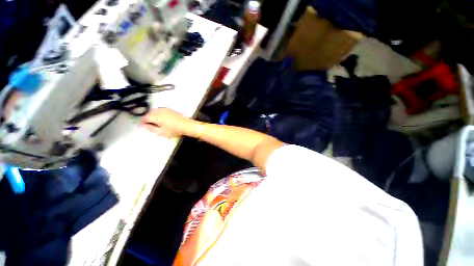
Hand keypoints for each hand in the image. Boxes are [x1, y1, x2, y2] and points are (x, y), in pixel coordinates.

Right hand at [142, 108, 192, 137]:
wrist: (186, 125)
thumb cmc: (174, 130)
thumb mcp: (160, 132)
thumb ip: (151, 128)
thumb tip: (145, 125)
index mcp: (155, 116)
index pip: (144, 118)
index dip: (142, 122)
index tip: (142, 125)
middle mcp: (159, 111)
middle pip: (149, 113)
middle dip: (147, 118)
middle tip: (148, 124)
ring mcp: (165, 109)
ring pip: (155, 111)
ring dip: (153, 115)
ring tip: (155, 122)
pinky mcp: (170, 109)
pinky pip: (161, 110)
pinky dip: (159, 114)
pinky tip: (162, 119)